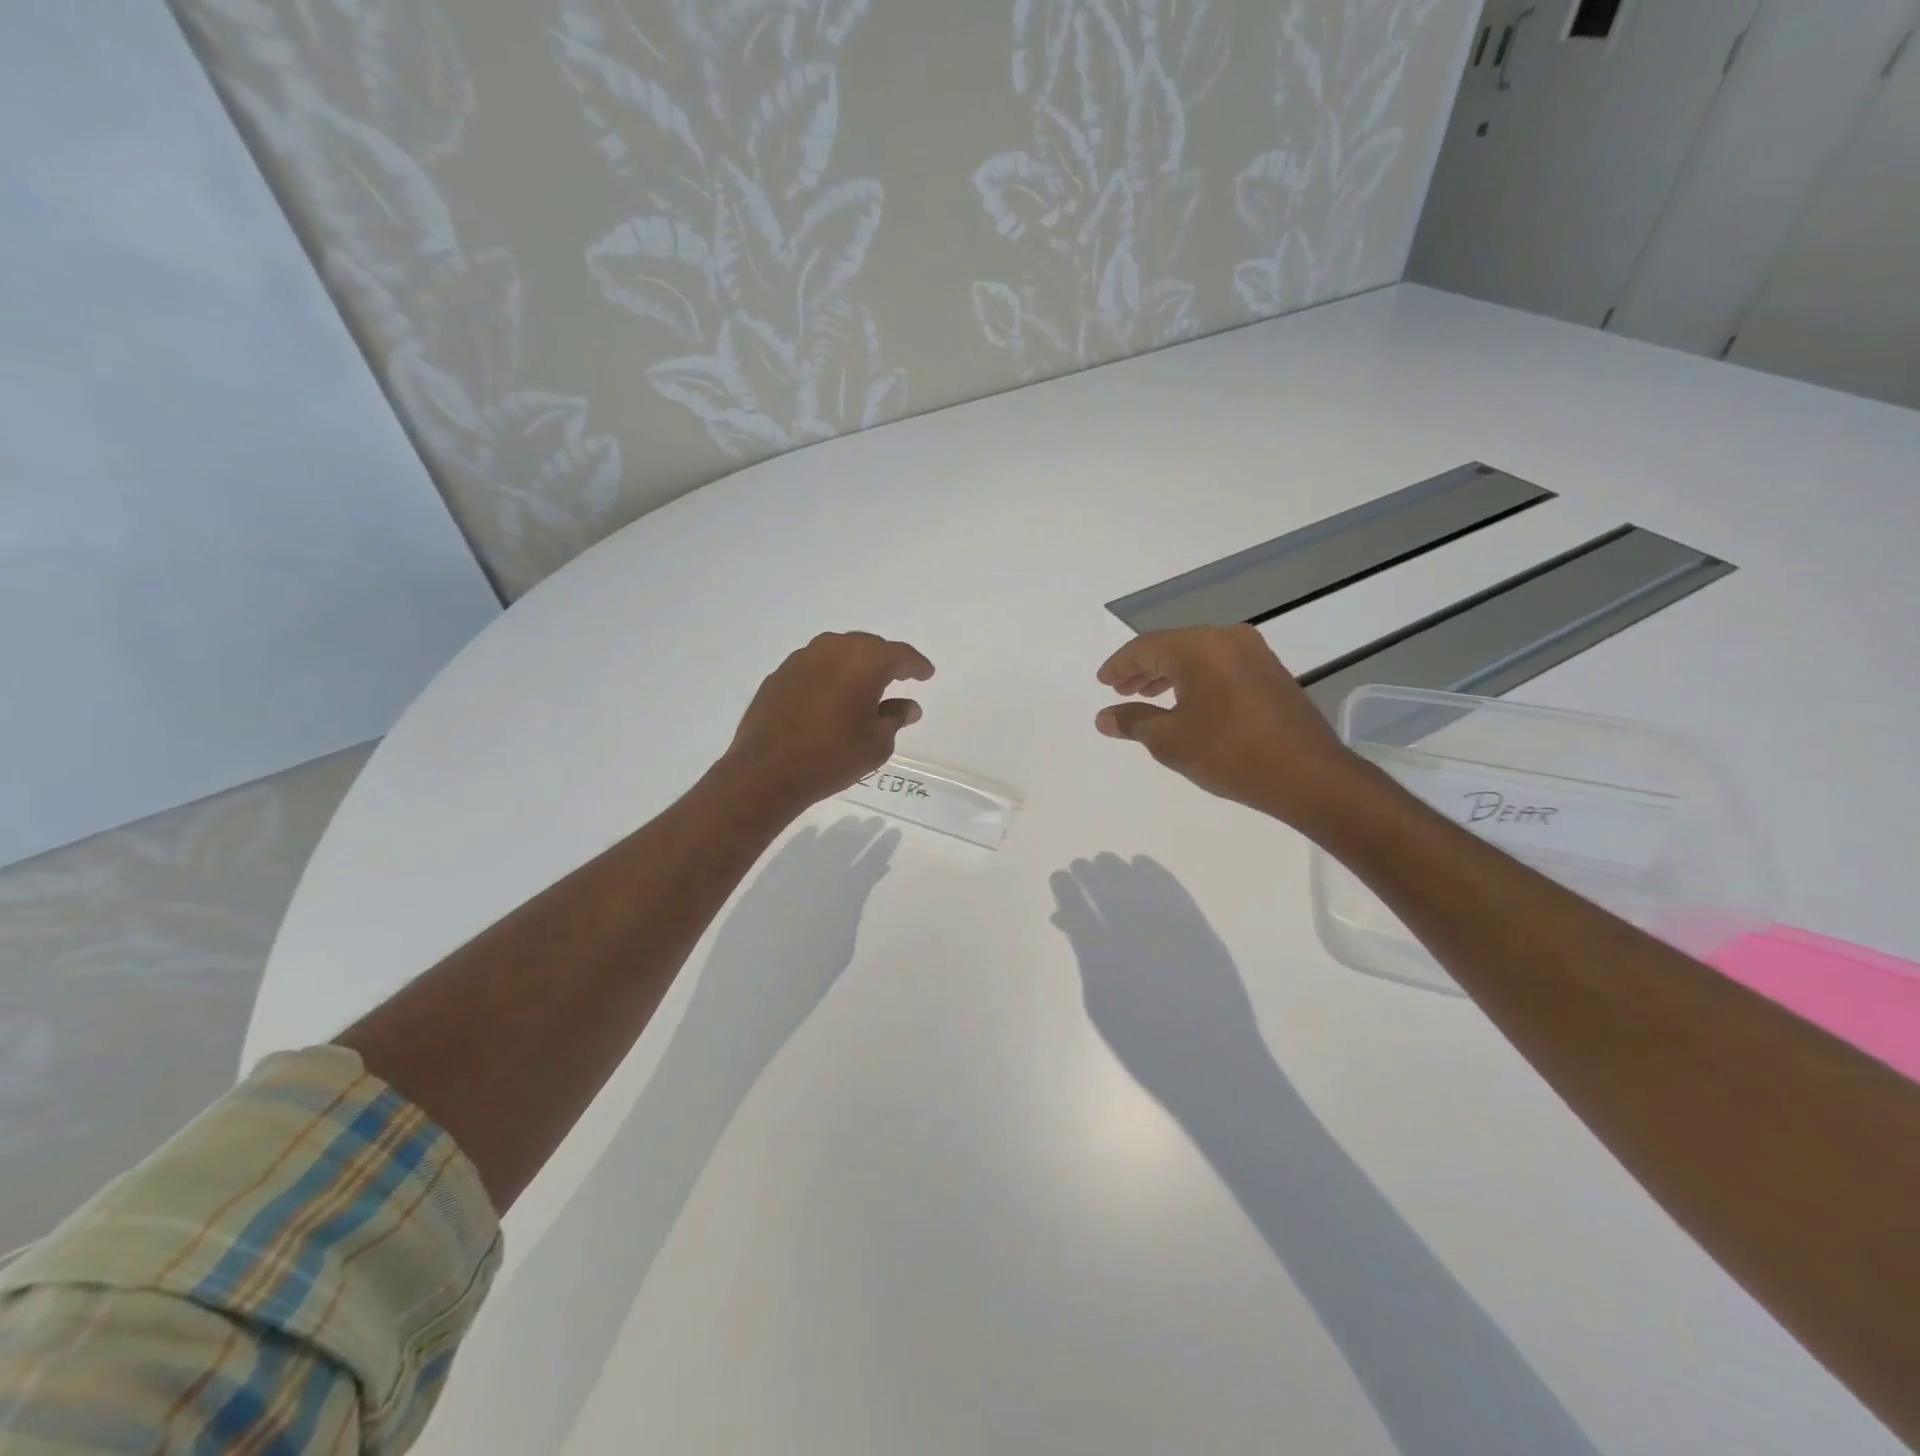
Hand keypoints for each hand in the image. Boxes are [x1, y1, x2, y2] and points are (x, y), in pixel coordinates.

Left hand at [722, 631, 934, 810]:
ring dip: (854, 666)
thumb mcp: (877, 743)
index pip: (900, 655)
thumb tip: (907, 707)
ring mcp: (801, 659)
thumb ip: (895, 718)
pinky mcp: (779, 675)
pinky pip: (814, 667)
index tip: (926, 674)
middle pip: (867, 647)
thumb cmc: (832, 756)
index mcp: (864, 660)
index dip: (916, 665)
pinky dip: (829, 677)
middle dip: (885, 661)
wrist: (767, 772)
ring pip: (838, 653)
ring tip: (864, 686)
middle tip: (899, 676)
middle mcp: (832, 649)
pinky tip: (831, 697)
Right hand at [1050, 854, 1269, 1107]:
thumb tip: (1068, 923)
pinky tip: (1142, 863)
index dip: (1065, 889)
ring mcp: (1170, 930)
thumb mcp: (1101, 1006)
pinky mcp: (1199, 928)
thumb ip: (1085, 959)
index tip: (1059, 876)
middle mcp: (1134, 937)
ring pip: (1138, 883)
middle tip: (1080, 864)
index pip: (1077, 911)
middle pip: (1106, 890)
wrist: (1212, 1063)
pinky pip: (1172, 889)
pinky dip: (1155, 872)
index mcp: (1104, 962)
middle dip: (1090, 873)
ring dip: (1118, 868)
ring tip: (1105, 860)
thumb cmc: (1146, 1044)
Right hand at [1095, 625, 1361, 826]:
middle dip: (1143, 669)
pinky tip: (1186, 703)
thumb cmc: (1230, 753)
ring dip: (1169, 674)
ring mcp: (1254, 654)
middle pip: (1172, 647)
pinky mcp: (1270, 672)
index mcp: (1199, 647)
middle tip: (1120, 690)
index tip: (1102, 682)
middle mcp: (1227, 639)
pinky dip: (1195, 680)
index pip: (1145, 647)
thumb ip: (1133, 722)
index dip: (1119, 665)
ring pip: (1198, 656)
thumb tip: (1104, 717)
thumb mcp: (1170, 740)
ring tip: (1147, 697)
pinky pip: (1220, 666)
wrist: (1308, 775)